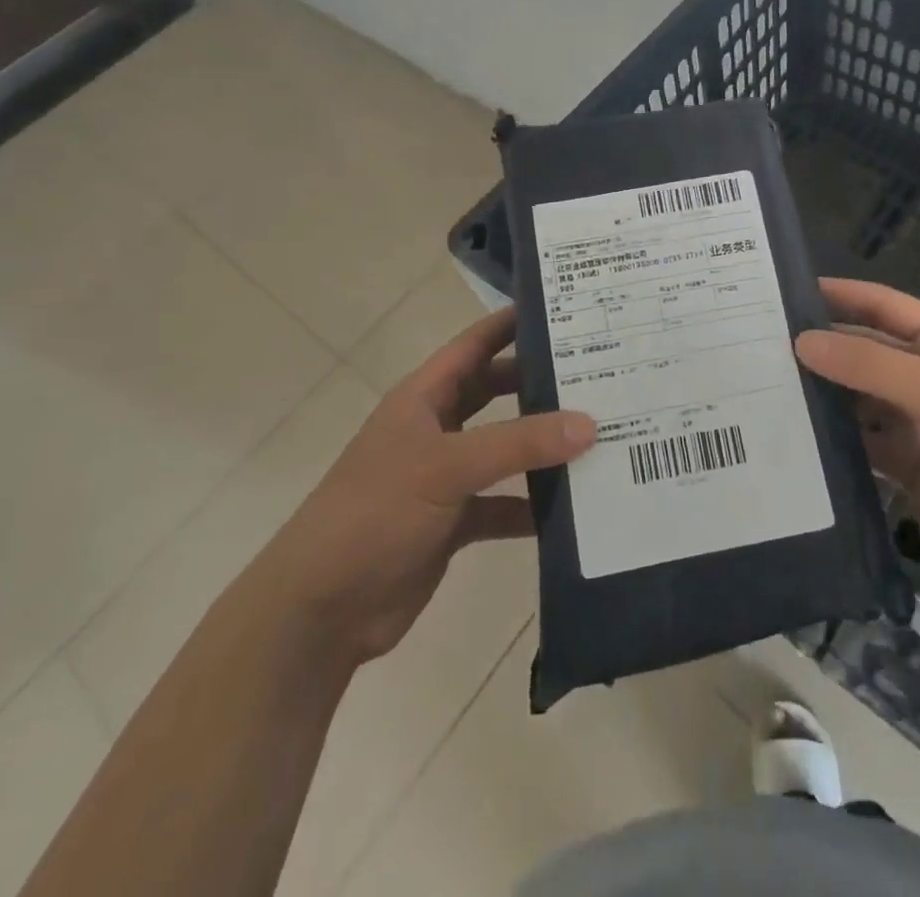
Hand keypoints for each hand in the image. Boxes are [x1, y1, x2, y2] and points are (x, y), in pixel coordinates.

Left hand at [263, 307, 595, 666]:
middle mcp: (436, 429)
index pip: (475, 344)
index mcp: (424, 398)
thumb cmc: (375, 513)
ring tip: (599, 435)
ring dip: (542, 447)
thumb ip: (518, 444)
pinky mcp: (453, 522)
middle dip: (539, 383)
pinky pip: (503, 504)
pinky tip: (573, 508)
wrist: (320, 610)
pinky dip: (532, 506)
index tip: (565, 309)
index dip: (512, 323)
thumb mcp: (446, 467)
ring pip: (504, 450)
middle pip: (496, 392)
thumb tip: (589, 424)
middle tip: (598, 373)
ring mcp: (444, 477)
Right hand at [795, 278, 919, 599]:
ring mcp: (917, 424)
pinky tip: (794, 437)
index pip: (883, 306)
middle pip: (866, 353)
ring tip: (765, 388)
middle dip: (823, 348)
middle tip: (760, 346)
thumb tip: (803, 341)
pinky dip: (834, 440)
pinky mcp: (908, 467)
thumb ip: (869, 365)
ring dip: (823, 395)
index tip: (787, 292)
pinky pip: (862, 443)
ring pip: (859, 399)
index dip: (841, 295)